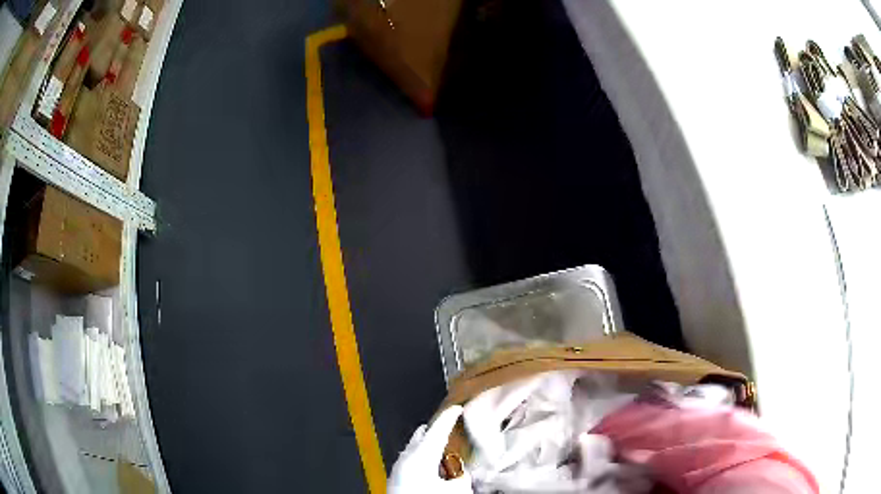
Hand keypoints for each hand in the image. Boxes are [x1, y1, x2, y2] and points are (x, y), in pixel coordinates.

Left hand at [388, 406, 472, 493]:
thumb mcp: (457, 489)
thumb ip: (461, 476)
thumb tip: (460, 471)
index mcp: (421, 456)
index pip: (437, 431)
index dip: (449, 418)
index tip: (457, 408)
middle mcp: (406, 459)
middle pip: (420, 438)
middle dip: (433, 431)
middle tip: (446, 425)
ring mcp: (398, 470)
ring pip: (413, 450)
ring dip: (425, 445)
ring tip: (437, 444)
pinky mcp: (396, 481)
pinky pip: (409, 461)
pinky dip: (420, 457)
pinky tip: (427, 465)